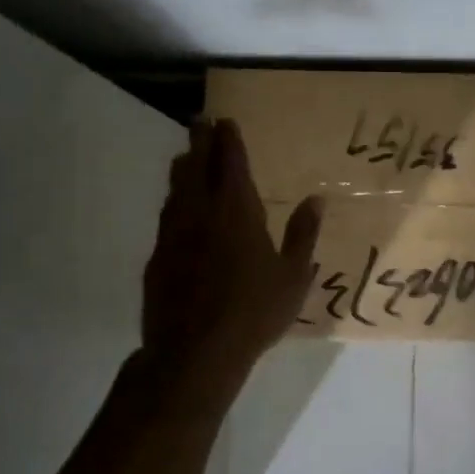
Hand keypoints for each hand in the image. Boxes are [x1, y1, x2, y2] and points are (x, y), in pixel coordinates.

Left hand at [142, 119, 321, 372]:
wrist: (194, 352)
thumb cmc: (254, 312)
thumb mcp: (293, 275)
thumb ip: (303, 234)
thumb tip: (316, 199)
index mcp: (236, 212)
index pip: (230, 163)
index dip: (228, 140)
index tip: (225, 121)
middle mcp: (200, 213)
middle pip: (196, 167)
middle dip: (199, 141)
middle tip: (200, 122)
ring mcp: (173, 235)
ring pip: (176, 190)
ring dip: (183, 169)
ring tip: (187, 157)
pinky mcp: (157, 258)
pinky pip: (166, 218)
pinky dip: (174, 203)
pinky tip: (177, 210)